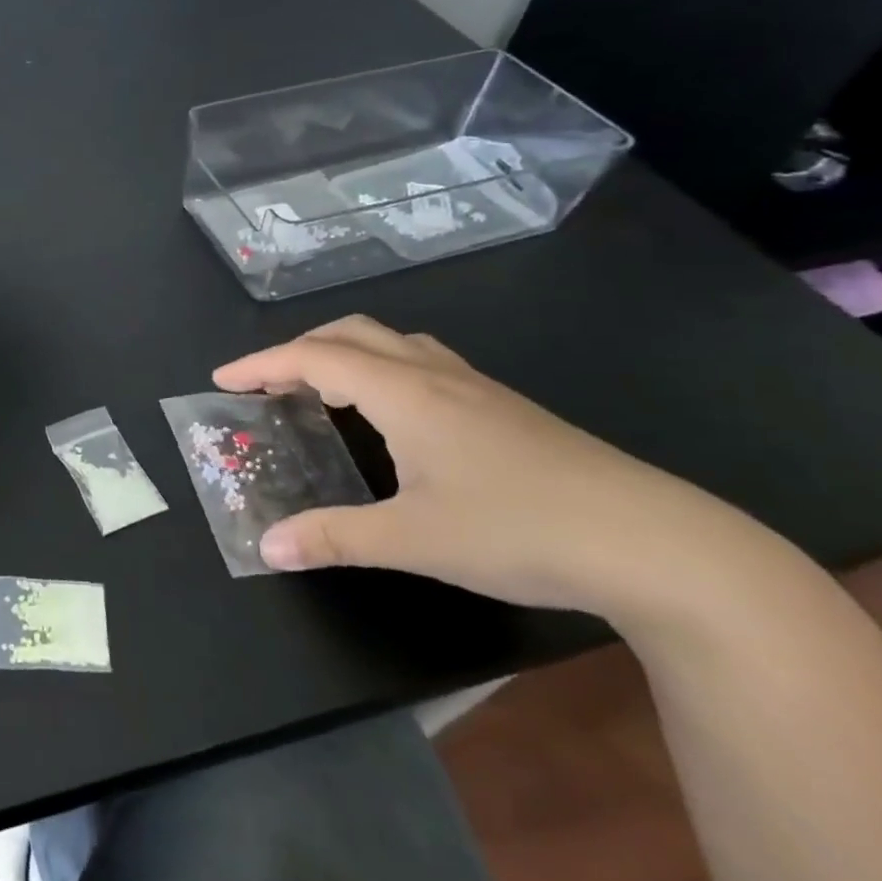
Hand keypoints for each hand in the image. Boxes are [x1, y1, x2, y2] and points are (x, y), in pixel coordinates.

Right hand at [214, 316, 749, 618]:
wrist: (659, 545)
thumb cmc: (522, 530)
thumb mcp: (415, 540)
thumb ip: (334, 537)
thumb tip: (266, 546)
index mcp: (405, 393)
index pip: (315, 357)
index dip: (262, 363)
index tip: (222, 379)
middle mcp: (435, 375)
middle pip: (352, 334)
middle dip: (299, 349)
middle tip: (267, 384)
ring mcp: (476, 388)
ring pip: (392, 344)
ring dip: (343, 354)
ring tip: (320, 391)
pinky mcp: (504, 409)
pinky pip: (421, 364)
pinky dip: (381, 370)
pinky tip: (393, 415)